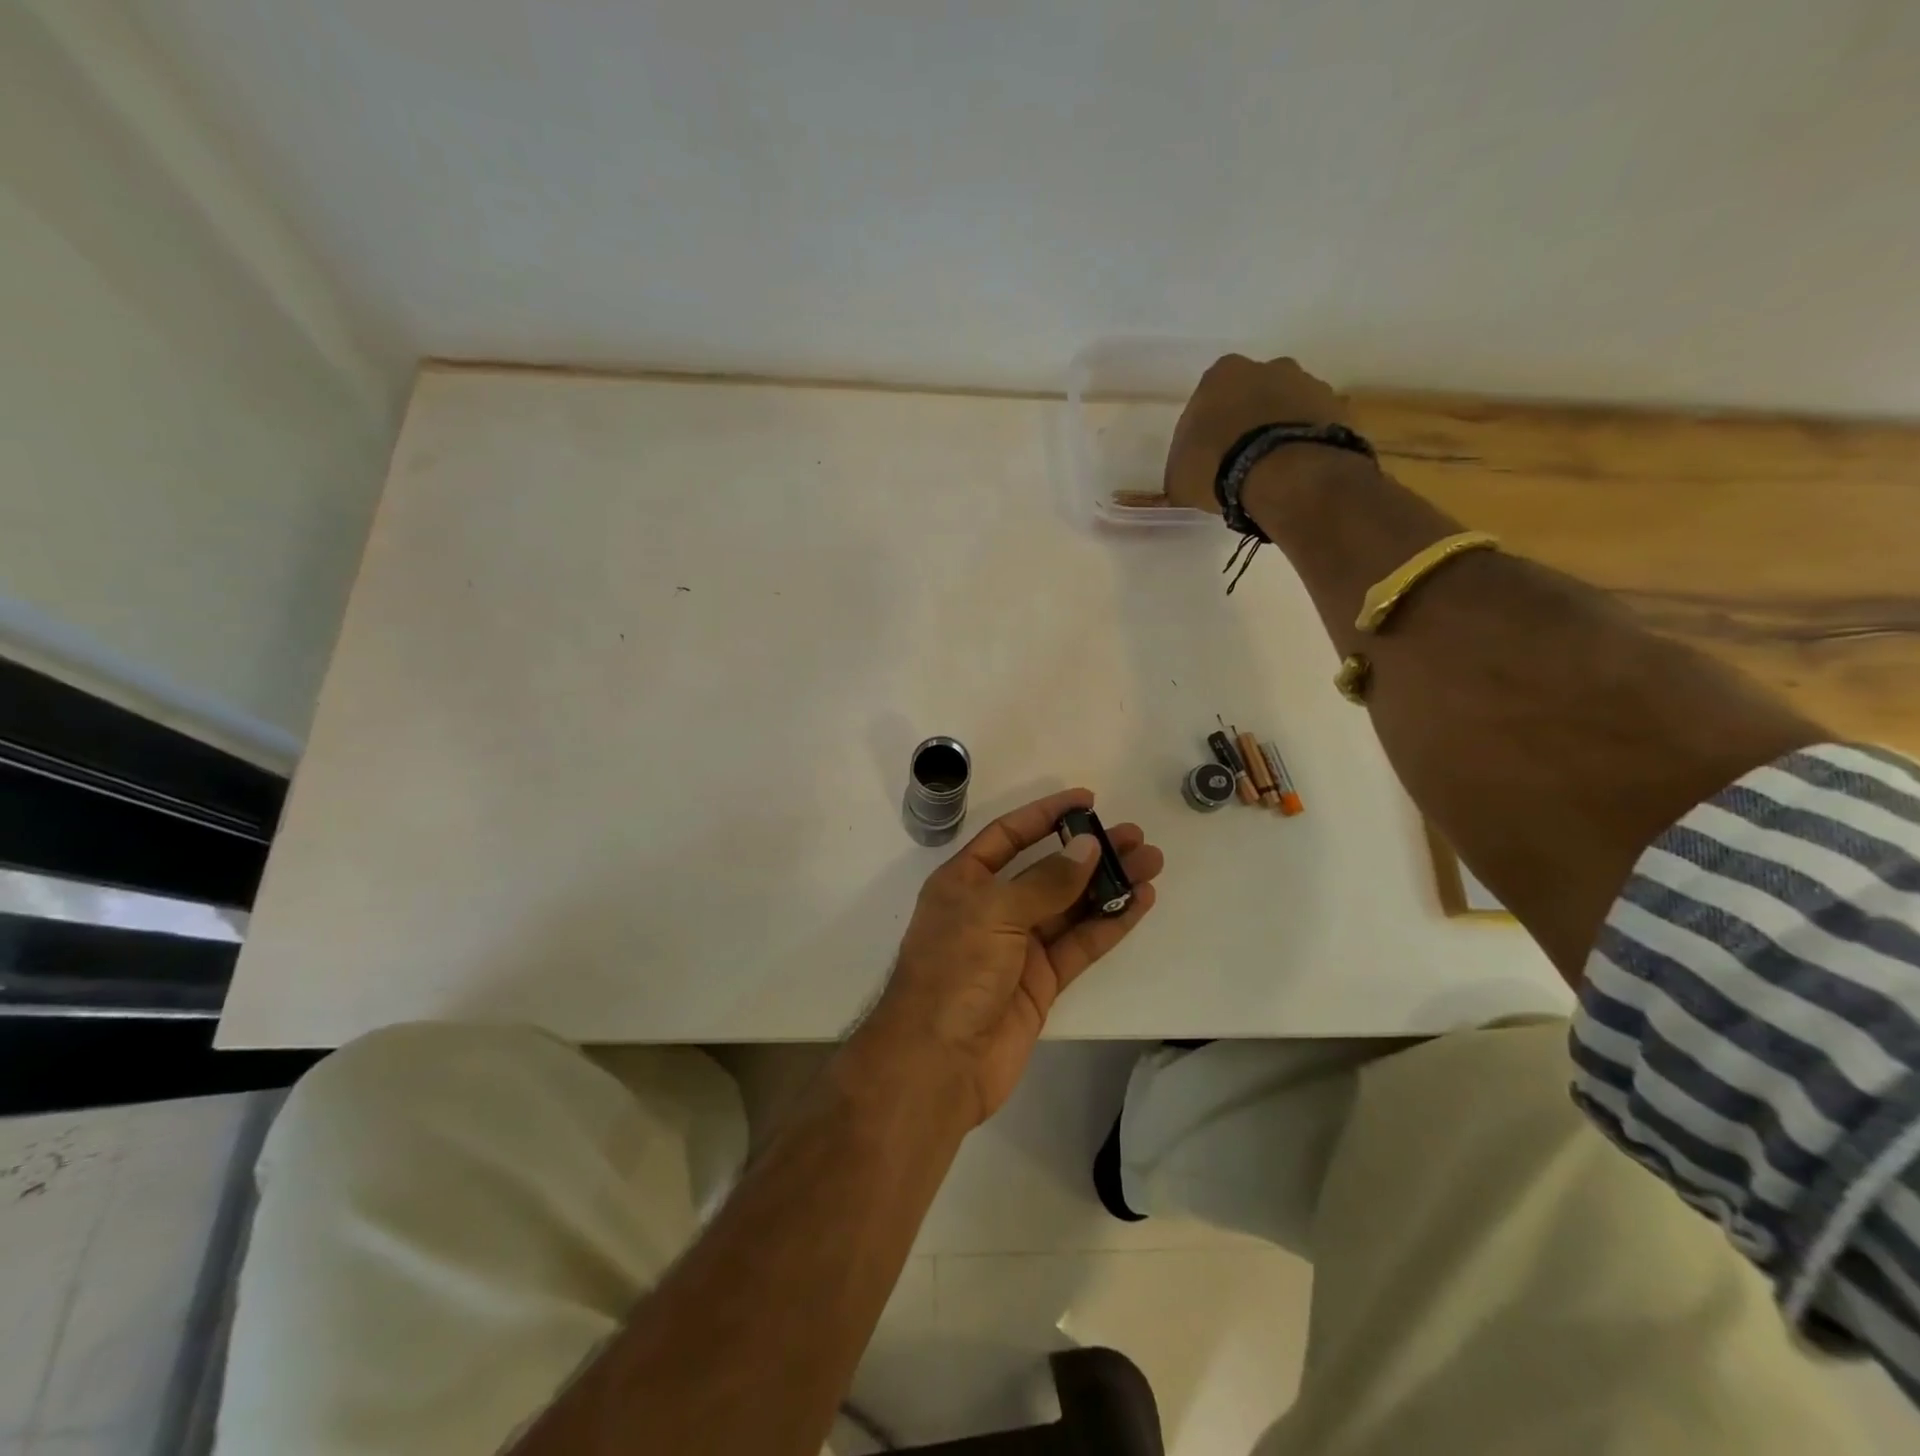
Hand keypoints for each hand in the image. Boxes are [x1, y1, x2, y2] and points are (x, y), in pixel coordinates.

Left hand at [862, 788, 1162, 1125]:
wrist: (938, 1062)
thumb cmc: (954, 971)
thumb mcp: (994, 913)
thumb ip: (1045, 881)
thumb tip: (1088, 848)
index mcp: (965, 882)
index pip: (1009, 835)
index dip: (1046, 815)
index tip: (1087, 800)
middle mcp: (992, 908)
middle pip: (1048, 870)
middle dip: (1089, 852)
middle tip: (1134, 836)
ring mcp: (1018, 947)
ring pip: (1071, 906)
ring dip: (1108, 884)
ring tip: (1150, 863)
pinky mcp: (1041, 982)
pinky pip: (1080, 944)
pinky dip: (1109, 923)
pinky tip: (1139, 902)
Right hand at [1162, 355, 1348, 513]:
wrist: (1285, 473)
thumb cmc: (1218, 466)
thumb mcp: (1177, 477)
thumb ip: (1181, 469)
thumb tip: (1186, 480)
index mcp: (1222, 374)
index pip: (1208, 399)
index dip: (1206, 430)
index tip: (1206, 457)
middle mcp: (1267, 366)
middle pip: (1252, 395)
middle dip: (1246, 422)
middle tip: (1239, 462)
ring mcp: (1308, 383)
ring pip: (1286, 408)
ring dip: (1278, 431)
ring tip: (1271, 472)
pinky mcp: (1337, 408)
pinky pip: (1312, 427)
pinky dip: (1303, 444)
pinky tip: (1294, 472)